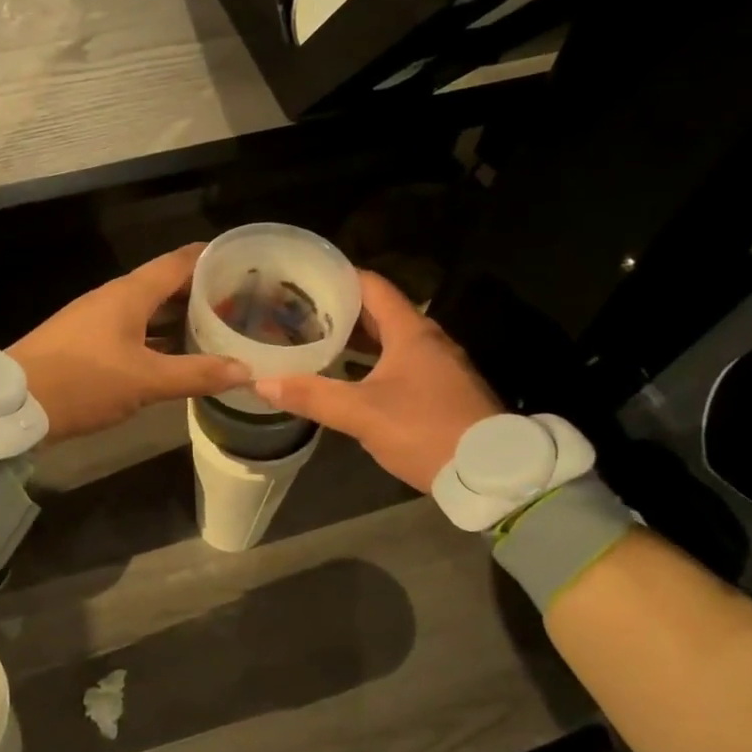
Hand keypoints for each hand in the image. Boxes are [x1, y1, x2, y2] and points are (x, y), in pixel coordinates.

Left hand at [10, 245, 249, 443]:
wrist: (14, 405)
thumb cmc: (83, 382)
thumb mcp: (146, 381)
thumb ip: (197, 374)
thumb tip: (246, 369)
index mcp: (130, 293)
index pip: (179, 261)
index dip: (212, 259)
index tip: (245, 264)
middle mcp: (115, 298)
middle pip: (166, 284)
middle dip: (201, 292)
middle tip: (240, 303)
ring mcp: (98, 319)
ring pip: (149, 309)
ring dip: (180, 317)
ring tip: (217, 328)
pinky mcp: (87, 342)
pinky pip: (134, 330)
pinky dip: (159, 337)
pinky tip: (176, 355)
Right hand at [254, 271, 501, 489]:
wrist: (490, 472)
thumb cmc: (425, 429)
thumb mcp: (362, 413)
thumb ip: (313, 396)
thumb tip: (261, 383)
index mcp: (411, 332)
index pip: (371, 286)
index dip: (338, 278)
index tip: (304, 280)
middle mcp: (428, 340)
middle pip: (379, 312)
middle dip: (340, 311)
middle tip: (300, 313)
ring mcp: (439, 366)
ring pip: (391, 340)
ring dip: (357, 340)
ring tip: (317, 343)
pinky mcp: (443, 390)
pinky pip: (401, 363)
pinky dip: (373, 362)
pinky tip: (350, 378)